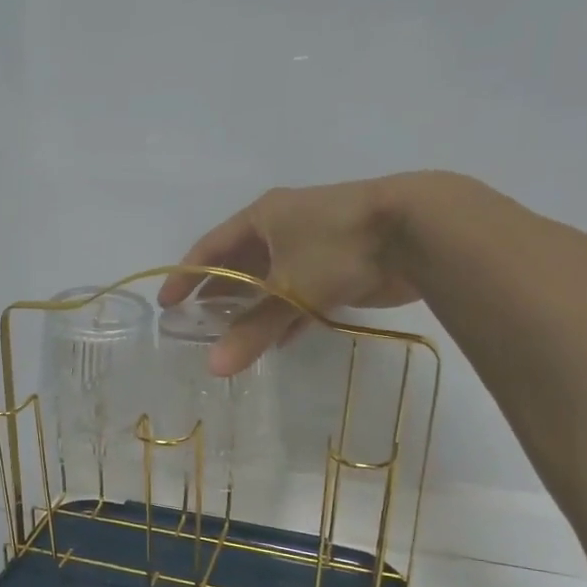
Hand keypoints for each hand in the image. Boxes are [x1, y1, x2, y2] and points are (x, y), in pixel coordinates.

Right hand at [159, 175, 445, 374]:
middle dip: (219, 293)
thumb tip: (214, 369)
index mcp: (262, 217)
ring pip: (272, 280)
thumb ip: (252, 330)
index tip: (167, 304)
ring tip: (230, 337)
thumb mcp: (289, 289)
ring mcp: (314, 244)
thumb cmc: (339, 246)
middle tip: (197, 325)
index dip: (186, 276)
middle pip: (239, 264)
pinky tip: (277, 341)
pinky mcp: (341, 265)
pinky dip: (286, 314)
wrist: (419, 229)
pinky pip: (300, 292)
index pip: (210, 248)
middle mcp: (283, 226)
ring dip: (252, 307)